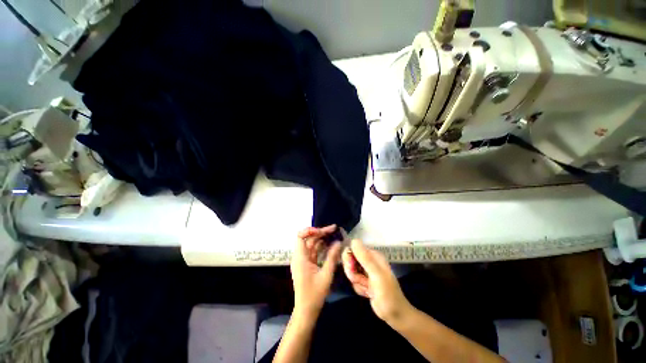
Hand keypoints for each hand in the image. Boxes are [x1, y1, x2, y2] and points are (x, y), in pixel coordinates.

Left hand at [291, 225, 341, 317]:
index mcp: (300, 258)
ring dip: (322, 239)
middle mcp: (300, 256)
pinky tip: (330, 244)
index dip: (310, 230)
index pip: (300, 236)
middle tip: (334, 229)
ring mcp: (303, 260)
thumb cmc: (315, 294)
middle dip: (320, 232)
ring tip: (334, 234)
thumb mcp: (326, 275)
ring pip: (311, 244)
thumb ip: (332, 257)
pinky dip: (321, 246)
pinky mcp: (307, 264)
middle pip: (308, 238)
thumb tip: (338, 242)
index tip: (322, 231)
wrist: (306, 310)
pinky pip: (313, 251)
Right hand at [342, 239, 412, 324]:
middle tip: (360, 280)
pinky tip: (368, 293)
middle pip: (350, 260)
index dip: (349, 258)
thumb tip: (354, 241)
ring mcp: (366, 271)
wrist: (395, 315)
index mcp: (373, 255)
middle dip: (352, 272)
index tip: (351, 268)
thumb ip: (365, 258)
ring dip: (357, 282)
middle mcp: (369, 261)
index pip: (353, 249)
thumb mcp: (376, 274)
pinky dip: (359, 288)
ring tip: (367, 288)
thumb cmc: (388, 293)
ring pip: (351, 272)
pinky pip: (354, 281)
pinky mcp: (364, 281)